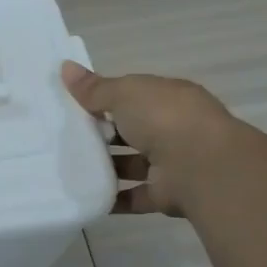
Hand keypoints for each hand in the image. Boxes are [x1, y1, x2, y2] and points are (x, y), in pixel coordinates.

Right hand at [61, 62, 231, 215]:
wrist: (202, 167)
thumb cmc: (164, 118)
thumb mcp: (124, 93)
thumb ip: (94, 88)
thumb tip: (64, 67)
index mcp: (169, 98)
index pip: (135, 95)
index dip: (106, 98)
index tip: (75, 105)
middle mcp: (173, 128)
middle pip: (133, 130)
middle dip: (104, 134)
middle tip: (66, 138)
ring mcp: (171, 163)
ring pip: (133, 164)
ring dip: (107, 167)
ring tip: (70, 168)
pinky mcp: (165, 194)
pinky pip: (134, 196)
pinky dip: (113, 199)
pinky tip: (86, 196)